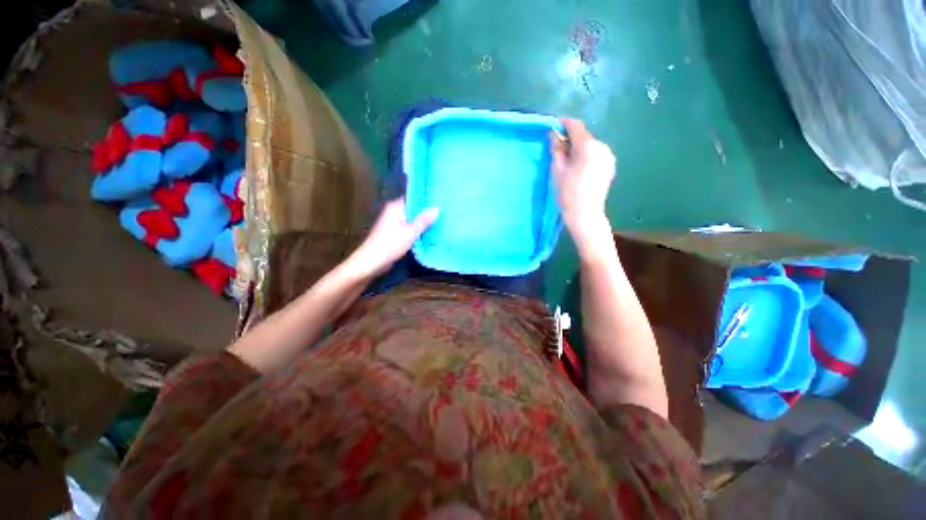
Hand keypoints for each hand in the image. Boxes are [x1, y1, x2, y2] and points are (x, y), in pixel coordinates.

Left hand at [343, 197, 438, 279]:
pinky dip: (416, 230)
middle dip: (426, 211)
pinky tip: (428, 233)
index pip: (413, 197)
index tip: (440, 199)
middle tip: (443, 211)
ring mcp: (392, 223)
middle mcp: (393, 212)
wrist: (372, 261)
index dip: (426, 198)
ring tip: (439, 221)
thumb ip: (424, 220)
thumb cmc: (391, 244)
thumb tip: (437, 208)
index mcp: (396, 207)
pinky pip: (408, 228)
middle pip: (412, 208)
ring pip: (411, 219)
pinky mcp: (393, 233)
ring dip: (422, 222)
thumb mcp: (411, 232)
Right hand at [550, 118, 615, 249]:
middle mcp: (603, 147)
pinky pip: (595, 155)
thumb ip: (556, 148)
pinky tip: (578, 169)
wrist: (585, 214)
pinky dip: (586, 156)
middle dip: (570, 139)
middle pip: (584, 136)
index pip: (575, 126)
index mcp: (589, 146)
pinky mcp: (610, 166)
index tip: (553, 126)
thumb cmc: (568, 193)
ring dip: (578, 148)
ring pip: (590, 146)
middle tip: (556, 149)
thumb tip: (553, 134)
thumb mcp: (558, 169)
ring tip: (567, 162)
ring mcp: (609, 157)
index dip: (563, 123)